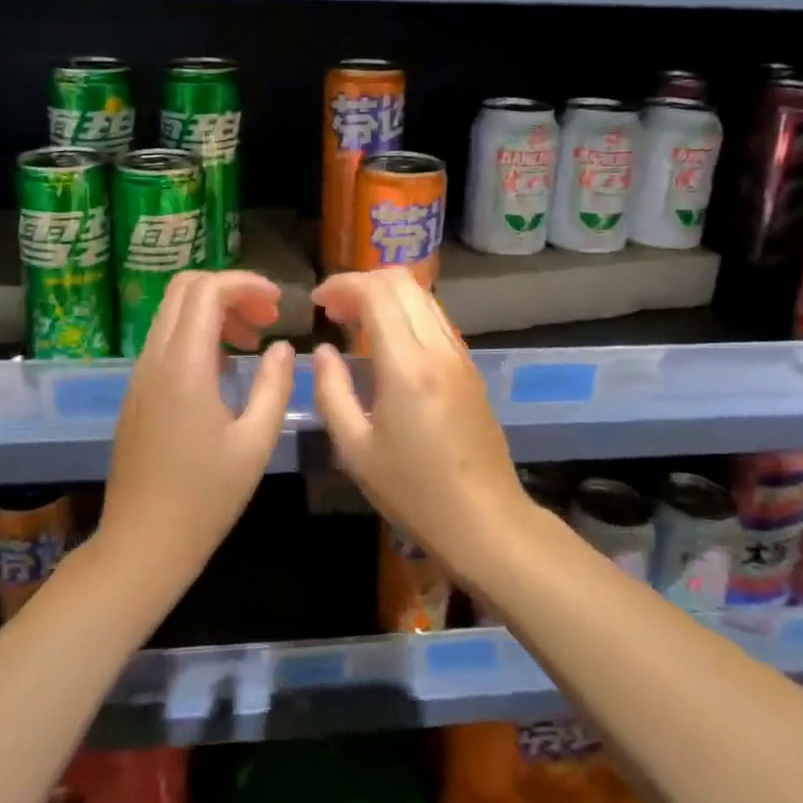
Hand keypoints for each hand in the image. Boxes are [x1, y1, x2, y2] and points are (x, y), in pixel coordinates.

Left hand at [99, 271, 295, 589]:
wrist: (141, 545)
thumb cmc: (205, 500)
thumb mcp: (255, 444)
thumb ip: (275, 386)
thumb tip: (282, 346)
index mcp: (185, 367)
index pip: (208, 291)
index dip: (247, 284)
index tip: (279, 304)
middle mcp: (155, 359)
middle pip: (185, 288)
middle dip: (230, 290)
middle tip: (266, 319)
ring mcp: (140, 375)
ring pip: (172, 312)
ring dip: (213, 311)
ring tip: (252, 342)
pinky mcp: (137, 392)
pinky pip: (166, 339)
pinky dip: (197, 333)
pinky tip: (225, 370)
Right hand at [309, 268, 530, 575]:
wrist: (486, 521)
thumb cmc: (414, 492)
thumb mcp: (355, 449)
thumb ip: (332, 392)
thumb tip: (322, 351)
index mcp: (407, 365)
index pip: (376, 292)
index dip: (342, 285)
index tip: (317, 302)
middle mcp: (438, 348)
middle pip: (402, 281)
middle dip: (362, 282)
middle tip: (334, 309)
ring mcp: (459, 355)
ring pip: (422, 296)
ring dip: (386, 295)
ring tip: (355, 323)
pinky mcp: (469, 368)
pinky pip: (434, 319)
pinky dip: (405, 313)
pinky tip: (386, 344)